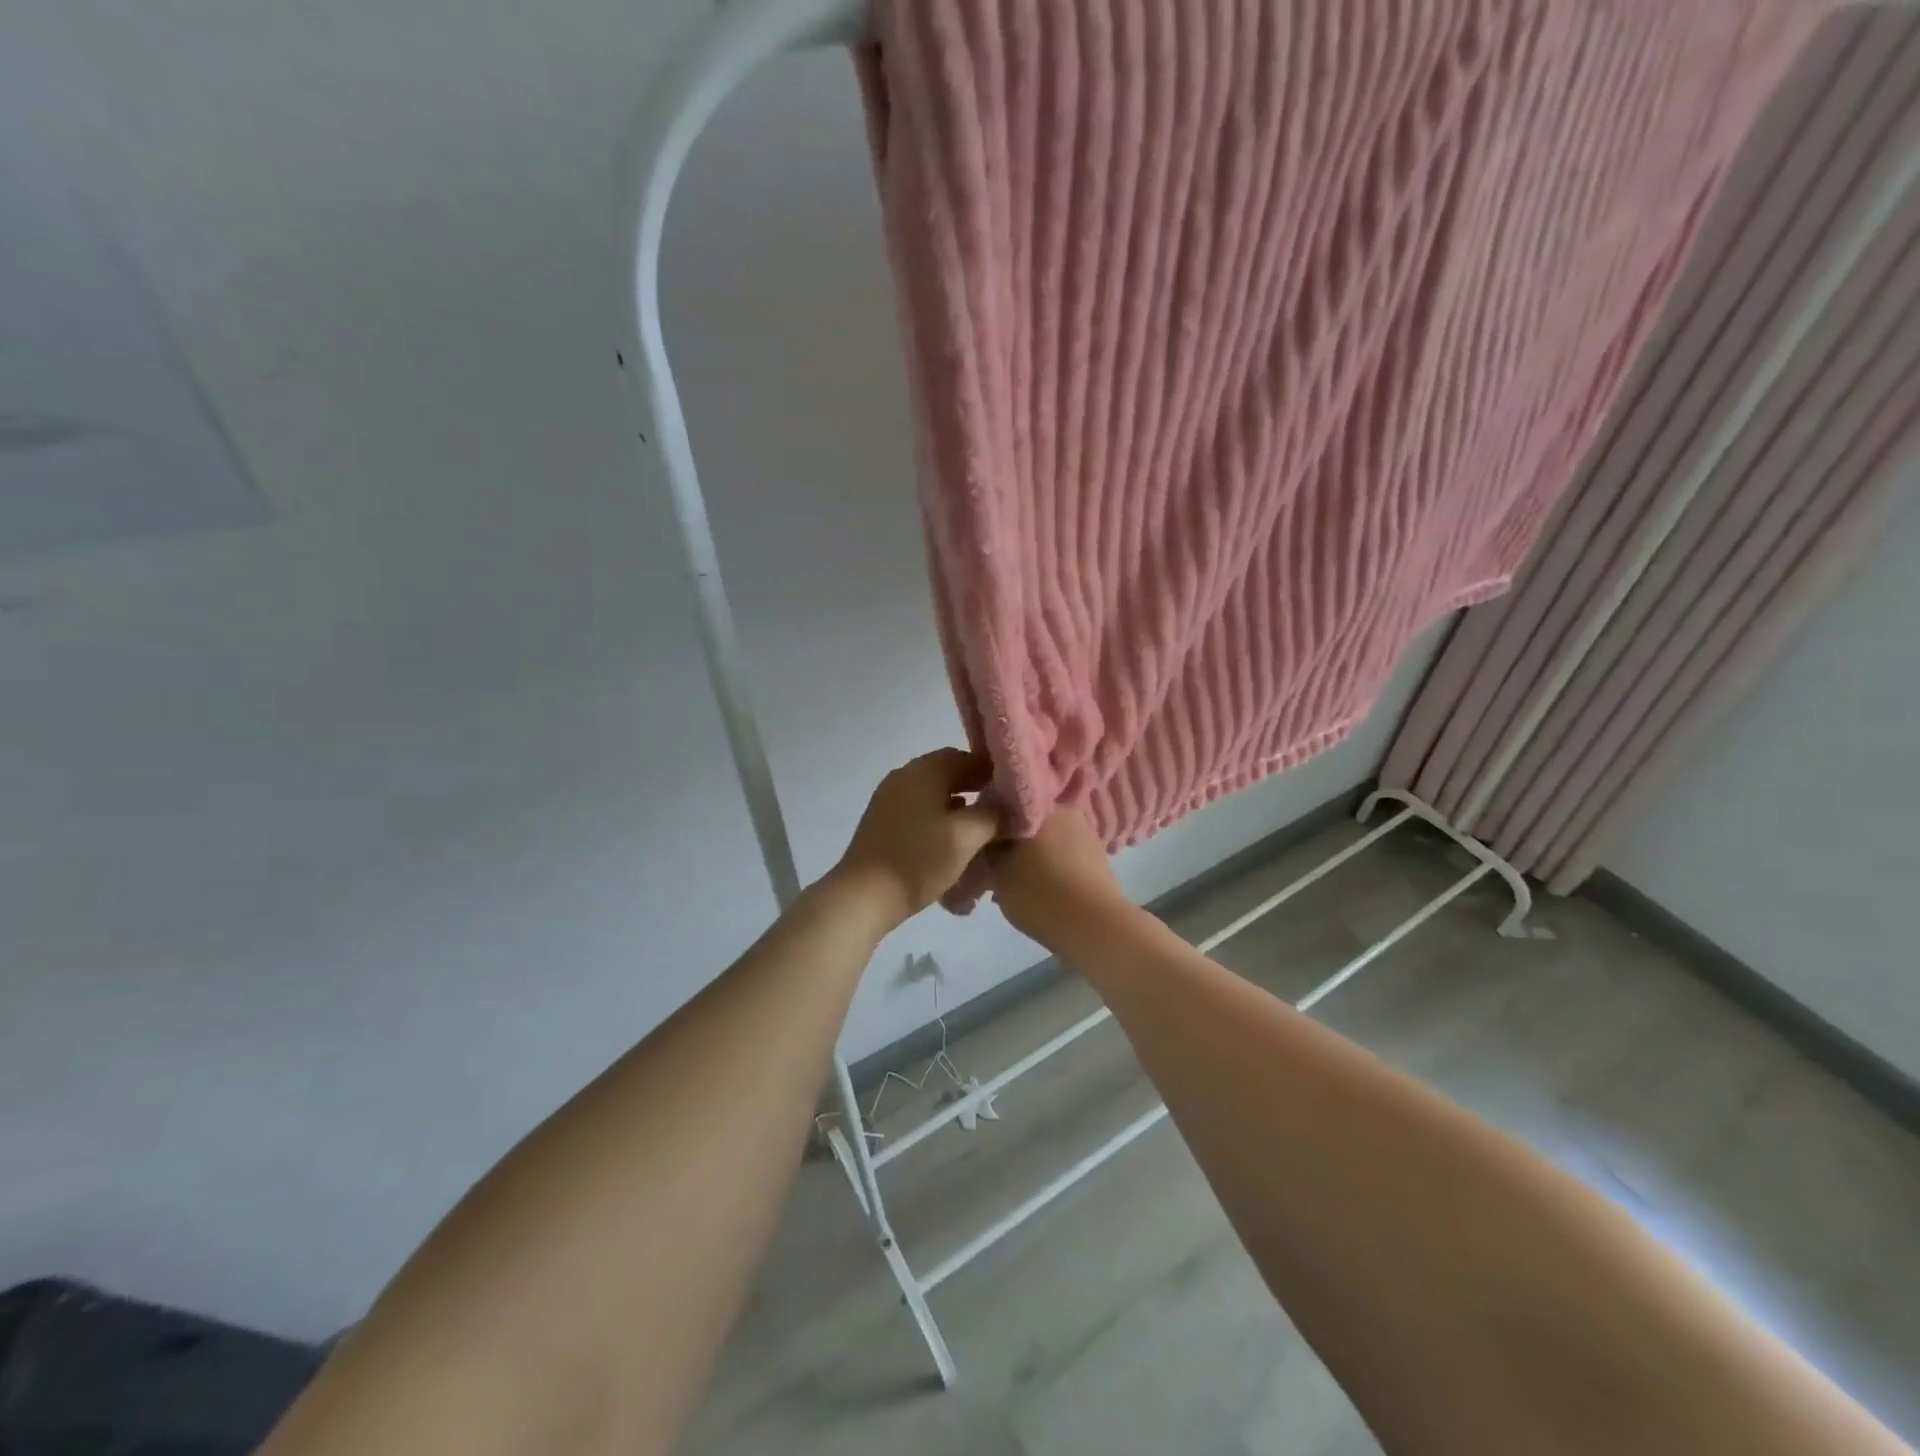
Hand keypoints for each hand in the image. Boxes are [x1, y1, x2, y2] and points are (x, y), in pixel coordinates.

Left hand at [831, 749, 1001, 928]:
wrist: (864, 895)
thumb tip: (1009, 805)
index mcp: (924, 771)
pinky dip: (938, 817)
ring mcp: (888, 798)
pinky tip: (951, 839)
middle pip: (947, 772)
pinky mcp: (882, 821)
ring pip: (932, 792)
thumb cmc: (919, 859)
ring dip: (957, 803)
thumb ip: (993, 815)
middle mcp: (904, 776)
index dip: (991, 771)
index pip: (965, 756)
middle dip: (975, 787)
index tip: (1013, 791)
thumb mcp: (966, 837)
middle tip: (1000, 809)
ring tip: (980, 826)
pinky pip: (918, 808)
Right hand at [986, 808, 1129, 947]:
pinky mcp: (1098, 857)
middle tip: (996, 871)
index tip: (978, 849)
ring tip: (1018, 886)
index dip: (987, 827)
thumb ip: (988, 850)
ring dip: (1031, 857)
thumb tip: (989, 841)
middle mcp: (1065, 811)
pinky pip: (1064, 856)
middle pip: (1027, 823)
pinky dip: (1051, 868)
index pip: (1003, 807)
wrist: (1094, 926)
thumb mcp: (997, 872)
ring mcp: (1085, 833)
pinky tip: (1042, 891)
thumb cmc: (1039, 893)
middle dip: (1011, 844)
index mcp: (1038, 806)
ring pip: (1047, 841)